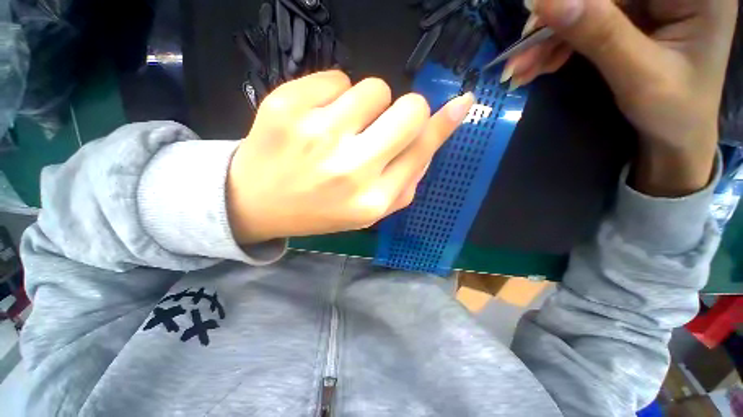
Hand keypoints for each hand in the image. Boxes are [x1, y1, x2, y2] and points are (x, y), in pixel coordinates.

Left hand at [227, 71, 473, 243]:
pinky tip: (315, 120)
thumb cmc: (320, 209)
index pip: (421, 148)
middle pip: (408, 109)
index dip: (443, 124)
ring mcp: (318, 134)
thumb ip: (406, 180)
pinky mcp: (287, 107)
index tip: (461, 103)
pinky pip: (335, 77)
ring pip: (373, 87)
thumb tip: (433, 137)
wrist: (258, 203)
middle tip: (382, 124)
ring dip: (366, 105)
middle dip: (405, 111)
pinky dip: (332, 95)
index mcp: (372, 199)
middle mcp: (351, 168)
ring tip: (342, 127)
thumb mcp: (369, 210)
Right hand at [508, 0, 737, 195]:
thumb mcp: (640, 75)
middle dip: (556, 23)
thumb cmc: (674, 112)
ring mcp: (650, 0)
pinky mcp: (632, 15)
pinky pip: (585, 21)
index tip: (534, 25)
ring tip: (520, 70)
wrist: (676, 135)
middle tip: (518, 59)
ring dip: (549, 39)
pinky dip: (558, 45)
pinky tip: (539, 65)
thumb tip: (544, 0)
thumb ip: (599, 33)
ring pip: (586, 6)